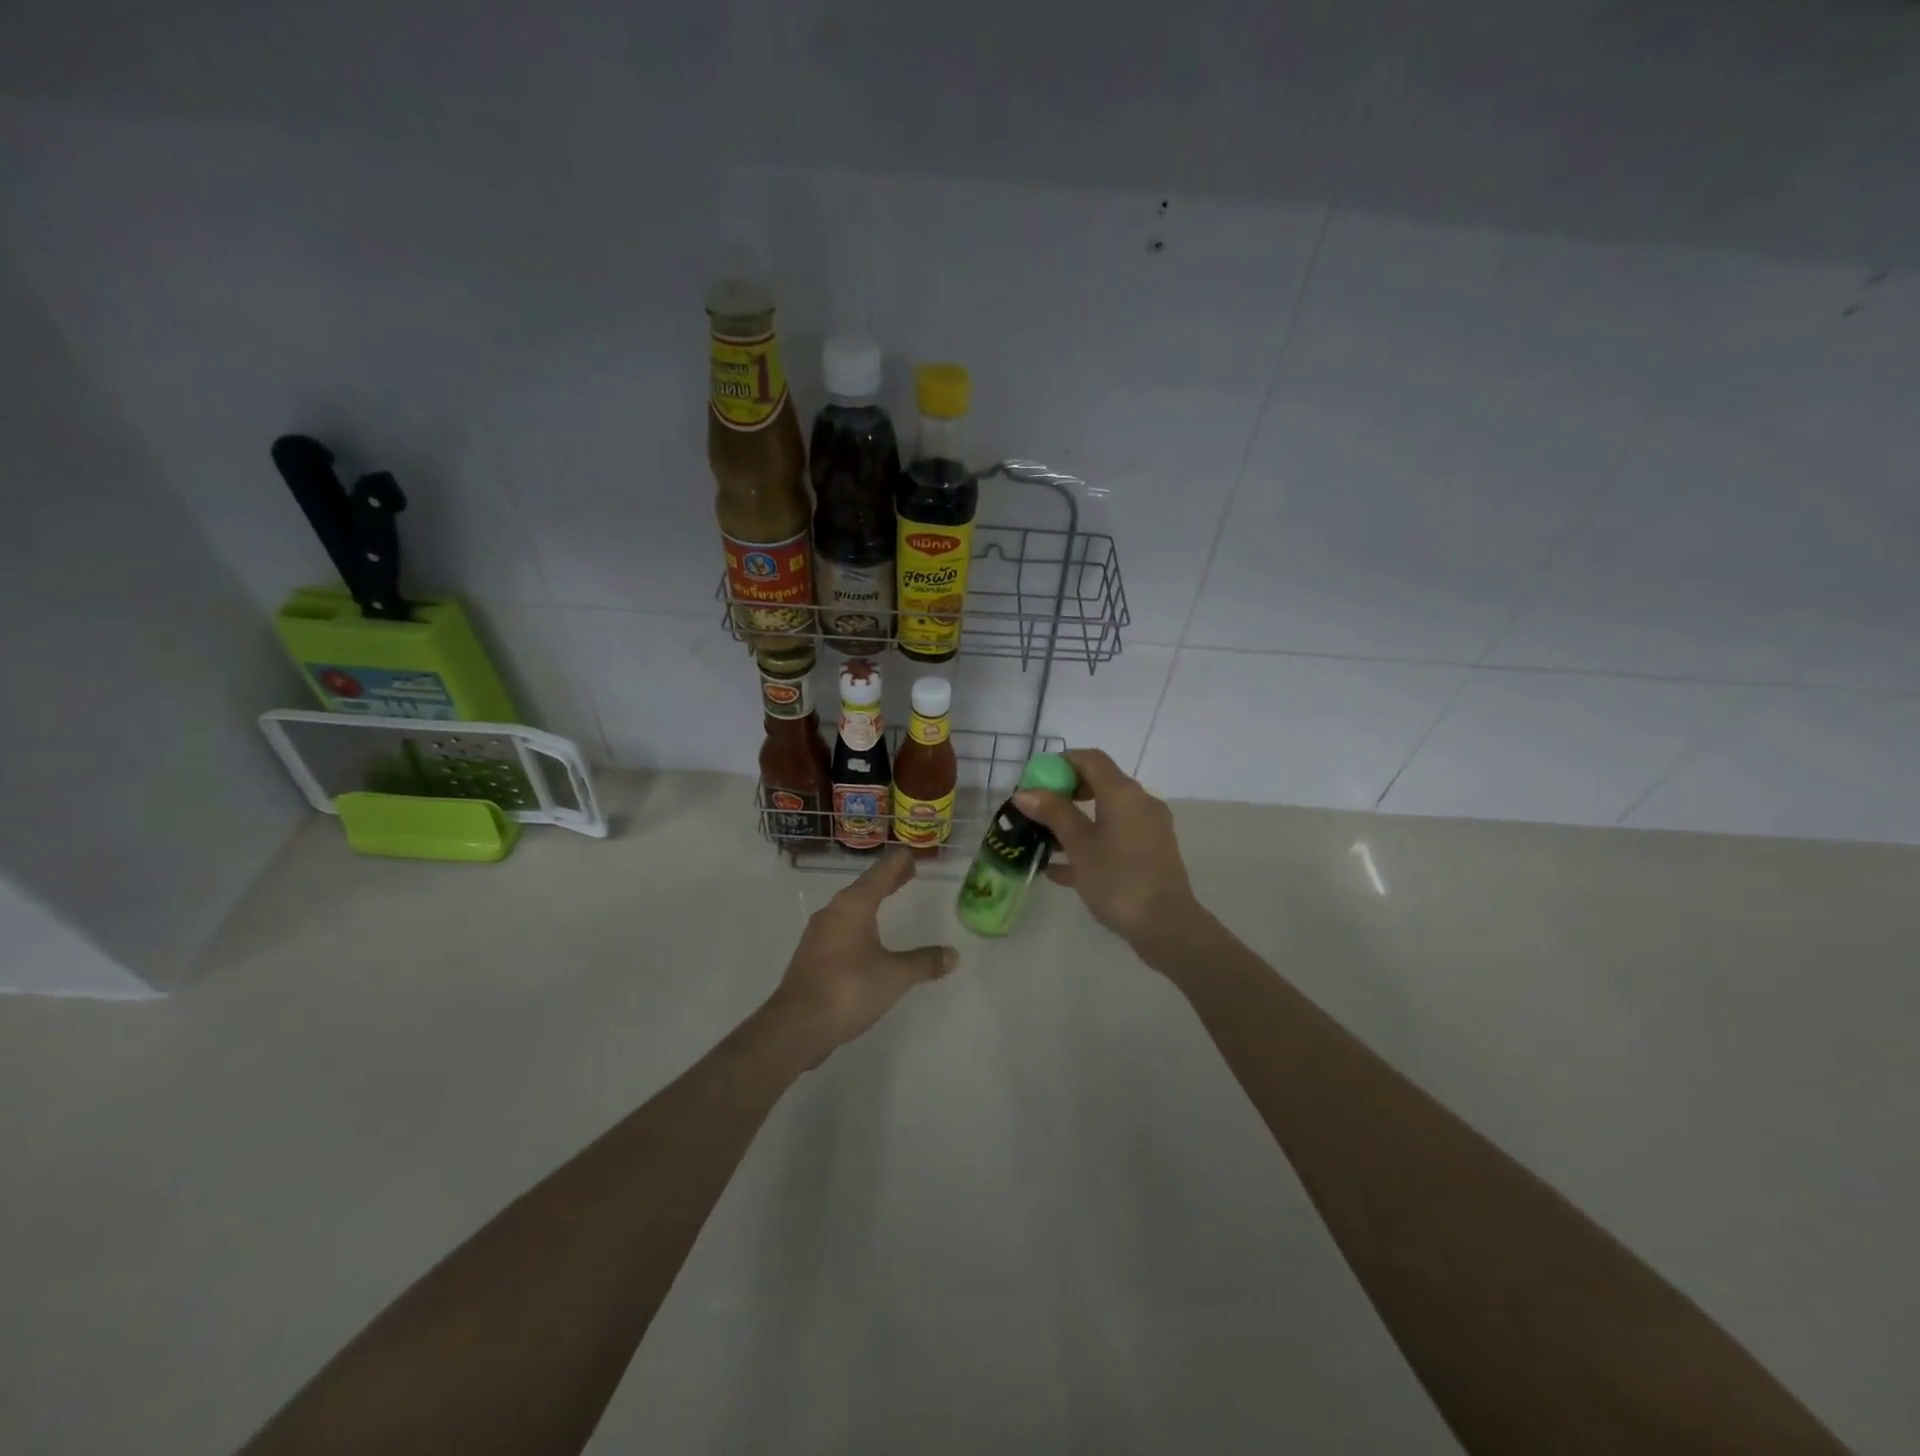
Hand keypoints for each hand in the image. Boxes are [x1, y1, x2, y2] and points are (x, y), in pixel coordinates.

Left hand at [761, 848, 958, 1058]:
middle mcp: (833, 913)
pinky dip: (860, 923)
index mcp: (853, 906)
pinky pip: (842, 928)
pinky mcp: (813, 956)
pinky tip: (867, 937)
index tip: (909, 853)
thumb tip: (952, 955)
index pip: (879, 874)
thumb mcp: (895, 975)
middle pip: (864, 888)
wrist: (797, 1025)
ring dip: (871, 901)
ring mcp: (819, 935)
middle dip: (886, 880)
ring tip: (889, 899)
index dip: (896, 863)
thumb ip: (924, 962)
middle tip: (907, 872)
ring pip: (850, 908)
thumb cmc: (849, 988)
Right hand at [1014, 748, 1204, 961]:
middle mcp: (1140, 803)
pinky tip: (1060, 869)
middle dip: (1065, 794)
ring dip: (1075, 822)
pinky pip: (1115, 837)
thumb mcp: (1079, 846)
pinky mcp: (1151, 853)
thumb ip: (1053, 814)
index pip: (1091, 759)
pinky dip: (1091, 843)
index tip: (1035, 780)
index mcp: (1123, 793)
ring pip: (1106, 814)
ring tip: (1043, 841)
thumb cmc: (1118, 880)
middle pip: (1099, 784)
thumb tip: (1025, 792)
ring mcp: (1148, 829)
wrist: (1166, 926)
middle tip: (1037, 811)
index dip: (1061, 763)